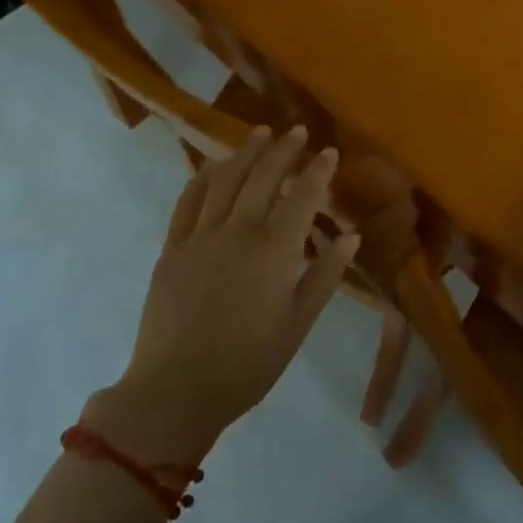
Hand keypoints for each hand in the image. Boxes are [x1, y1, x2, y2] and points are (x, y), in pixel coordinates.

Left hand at [100, 127, 358, 456]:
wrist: (176, 390)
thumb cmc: (248, 363)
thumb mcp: (298, 324)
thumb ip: (325, 275)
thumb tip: (350, 235)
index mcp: (274, 251)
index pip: (302, 196)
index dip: (318, 171)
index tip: (330, 152)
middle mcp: (238, 232)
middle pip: (263, 178)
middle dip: (283, 150)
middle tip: (297, 132)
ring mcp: (200, 237)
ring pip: (225, 181)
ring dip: (245, 153)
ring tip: (260, 133)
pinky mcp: (172, 248)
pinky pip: (188, 201)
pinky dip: (203, 177)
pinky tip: (213, 165)